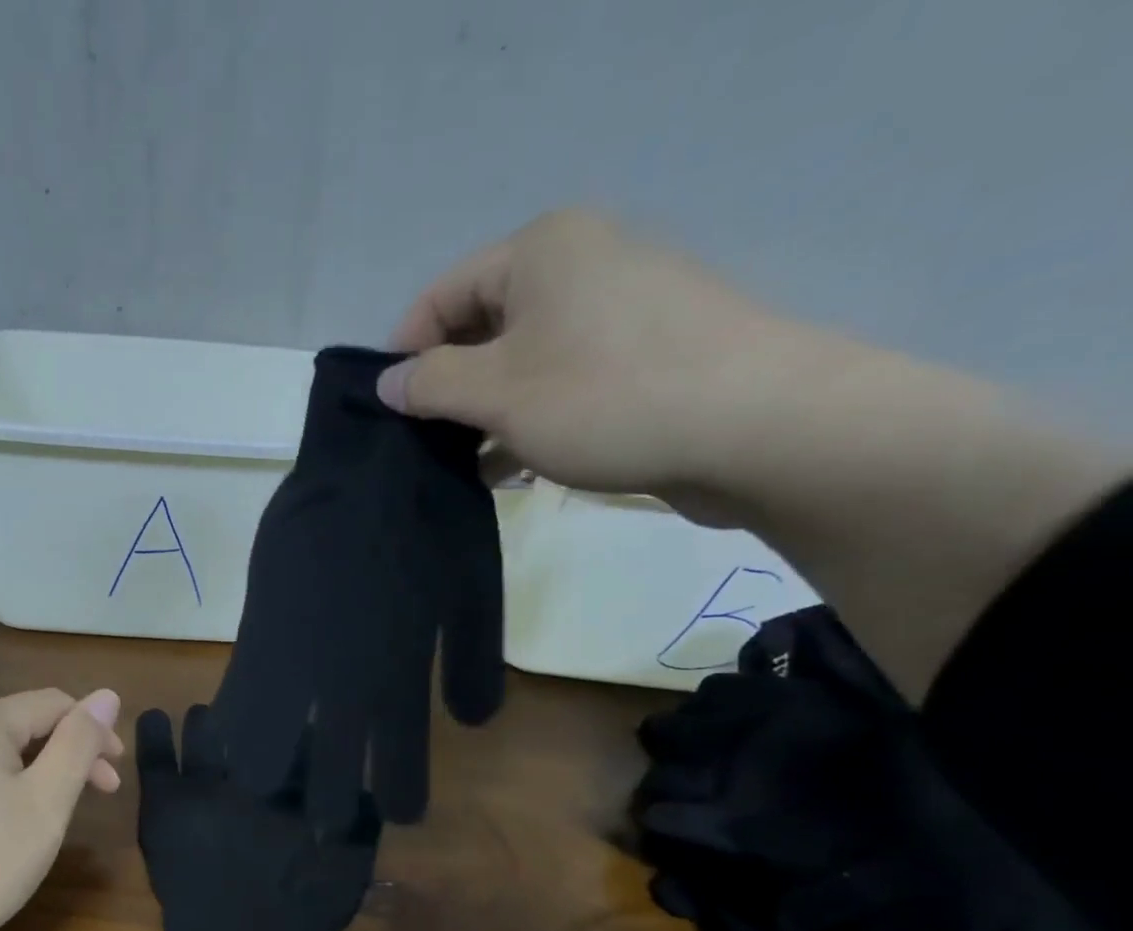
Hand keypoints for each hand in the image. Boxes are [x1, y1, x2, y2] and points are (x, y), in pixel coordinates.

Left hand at [0, 687, 123, 930]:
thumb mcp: (48, 800)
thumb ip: (80, 742)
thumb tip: (108, 694)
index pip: (54, 704)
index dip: (95, 732)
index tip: (118, 776)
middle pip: (27, 722)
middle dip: (71, 751)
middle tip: (103, 793)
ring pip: (3, 747)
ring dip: (43, 768)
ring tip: (62, 809)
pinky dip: (11, 781)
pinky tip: (18, 816)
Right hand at [377, 209, 811, 502]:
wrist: (755, 426)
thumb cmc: (606, 397)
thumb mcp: (498, 393)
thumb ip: (431, 385)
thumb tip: (387, 383)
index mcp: (541, 250)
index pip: (441, 295)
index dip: (405, 354)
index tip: (386, 415)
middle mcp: (579, 264)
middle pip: (481, 327)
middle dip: (447, 390)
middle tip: (422, 447)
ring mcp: (616, 309)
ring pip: (520, 361)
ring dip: (485, 414)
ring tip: (463, 468)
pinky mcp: (642, 354)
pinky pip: (562, 381)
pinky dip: (529, 420)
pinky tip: (513, 468)